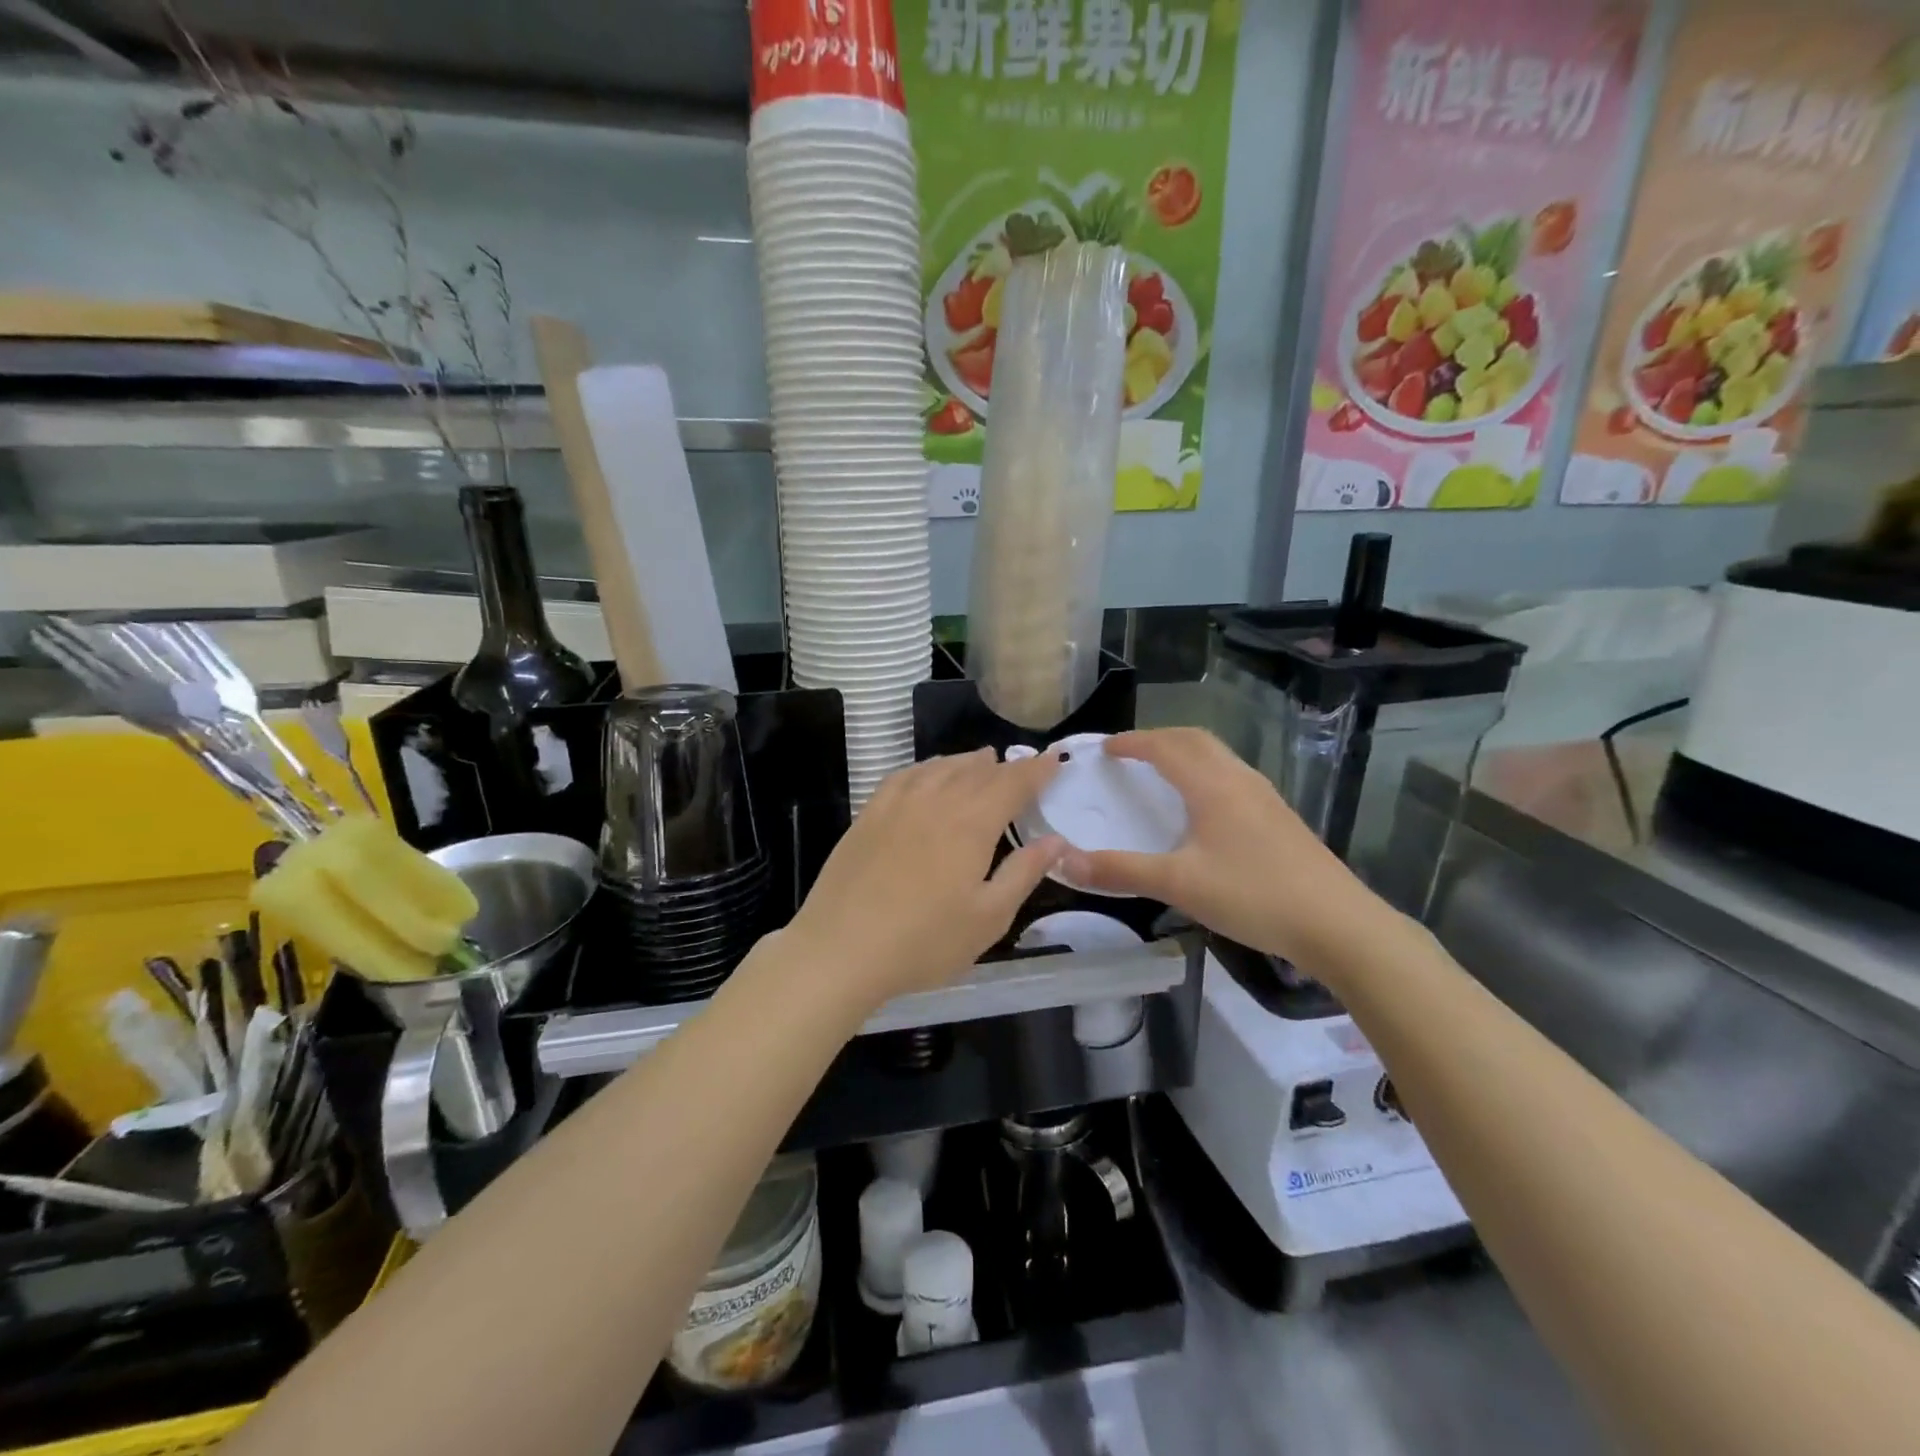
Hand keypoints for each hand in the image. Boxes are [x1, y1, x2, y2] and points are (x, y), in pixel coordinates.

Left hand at [782, 749, 1064, 1007]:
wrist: (841, 949)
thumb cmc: (924, 941)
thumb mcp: (989, 917)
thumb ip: (1024, 873)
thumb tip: (1057, 840)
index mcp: (972, 823)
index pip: (1012, 783)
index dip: (1036, 770)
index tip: (1053, 761)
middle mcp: (936, 801)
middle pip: (976, 772)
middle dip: (1004, 766)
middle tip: (1022, 767)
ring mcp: (897, 804)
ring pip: (940, 768)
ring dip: (966, 762)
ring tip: (982, 760)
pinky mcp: (868, 815)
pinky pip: (904, 776)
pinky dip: (926, 768)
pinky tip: (928, 774)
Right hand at [1059, 728, 1372, 966]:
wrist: (1337, 924)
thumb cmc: (1253, 895)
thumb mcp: (1178, 885)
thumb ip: (1120, 871)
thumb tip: (1064, 862)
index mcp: (1212, 786)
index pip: (1165, 746)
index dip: (1133, 742)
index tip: (1105, 748)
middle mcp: (1239, 780)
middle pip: (1195, 740)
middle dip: (1159, 738)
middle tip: (1129, 754)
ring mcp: (1265, 797)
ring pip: (1218, 757)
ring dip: (1185, 753)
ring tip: (1161, 774)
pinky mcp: (1280, 818)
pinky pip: (1232, 777)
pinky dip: (1205, 773)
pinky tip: (1202, 809)